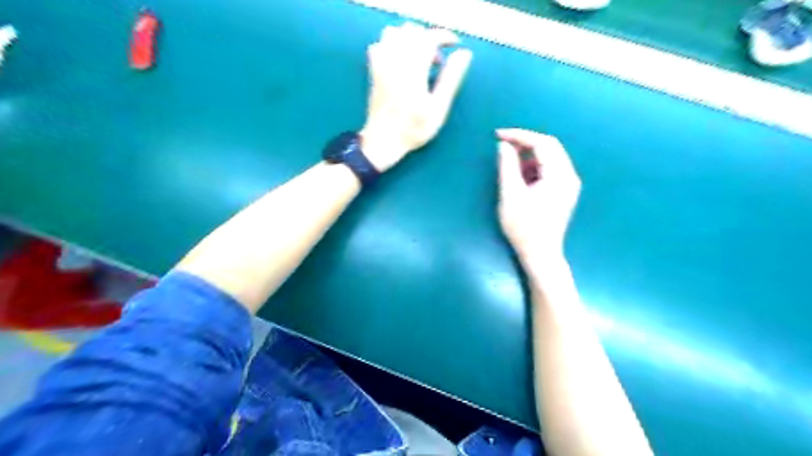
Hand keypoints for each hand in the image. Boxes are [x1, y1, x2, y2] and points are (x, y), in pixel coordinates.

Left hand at [360, 22, 468, 172]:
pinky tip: (400, 61)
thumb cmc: (414, 129)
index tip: (455, 44)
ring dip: (410, 39)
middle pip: (412, 31)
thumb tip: (464, 54)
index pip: (429, 37)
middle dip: (428, 38)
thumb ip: (451, 79)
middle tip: (438, 59)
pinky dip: (392, 45)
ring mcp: (381, 65)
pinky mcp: (373, 71)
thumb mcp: (438, 108)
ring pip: (394, 33)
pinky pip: (380, 45)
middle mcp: (395, 61)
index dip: (444, 36)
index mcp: (413, 70)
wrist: (383, 140)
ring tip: (420, 58)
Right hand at [499, 130, 580, 260]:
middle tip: (502, 144)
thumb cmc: (524, 227)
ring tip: (509, 163)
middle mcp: (569, 176)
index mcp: (559, 175)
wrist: (540, 254)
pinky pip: (549, 169)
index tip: (498, 134)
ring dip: (528, 155)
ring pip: (549, 158)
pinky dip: (533, 167)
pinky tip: (520, 177)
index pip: (542, 143)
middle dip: (525, 142)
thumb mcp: (511, 195)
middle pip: (549, 147)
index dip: (519, 135)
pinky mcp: (564, 192)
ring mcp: (569, 184)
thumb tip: (504, 145)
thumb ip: (507, 167)